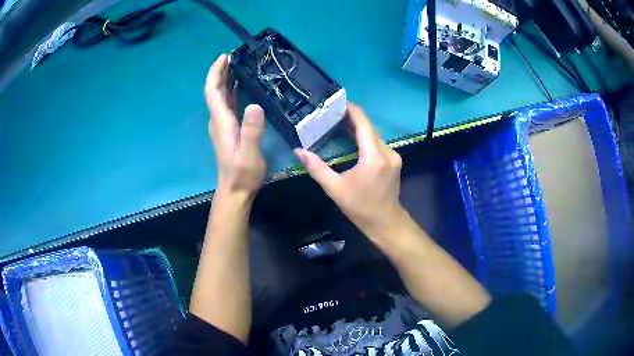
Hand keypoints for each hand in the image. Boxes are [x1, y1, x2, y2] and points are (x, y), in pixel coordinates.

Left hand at [205, 54, 265, 202]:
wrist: (235, 191)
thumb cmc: (242, 174)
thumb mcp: (249, 154)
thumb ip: (251, 131)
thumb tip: (254, 105)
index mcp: (222, 122)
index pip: (213, 91)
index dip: (216, 73)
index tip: (224, 57)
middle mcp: (218, 120)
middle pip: (215, 91)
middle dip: (221, 72)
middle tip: (233, 56)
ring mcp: (222, 125)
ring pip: (221, 97)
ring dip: (226, 80)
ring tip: (237, 65)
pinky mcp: (228, 130)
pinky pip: (227, 105)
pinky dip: (231, 91)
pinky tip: (241, 86)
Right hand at [294, 103, 405, 242]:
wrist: (385, 222)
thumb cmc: (360, 207)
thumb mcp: (335, 188)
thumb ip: (317, 168)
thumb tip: (298, 151)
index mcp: (373, 156)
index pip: (364, 123)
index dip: (352, 110)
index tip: (338, 102)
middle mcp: (387, 151)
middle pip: (370, 127)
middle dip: (353, 118)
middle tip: (332, 114)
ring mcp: (393, 156)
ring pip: (375, 135)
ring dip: (359, 128)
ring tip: (339, 123)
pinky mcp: (394, 161)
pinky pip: (379, 143)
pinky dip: (366, 138)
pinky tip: (353, 139)